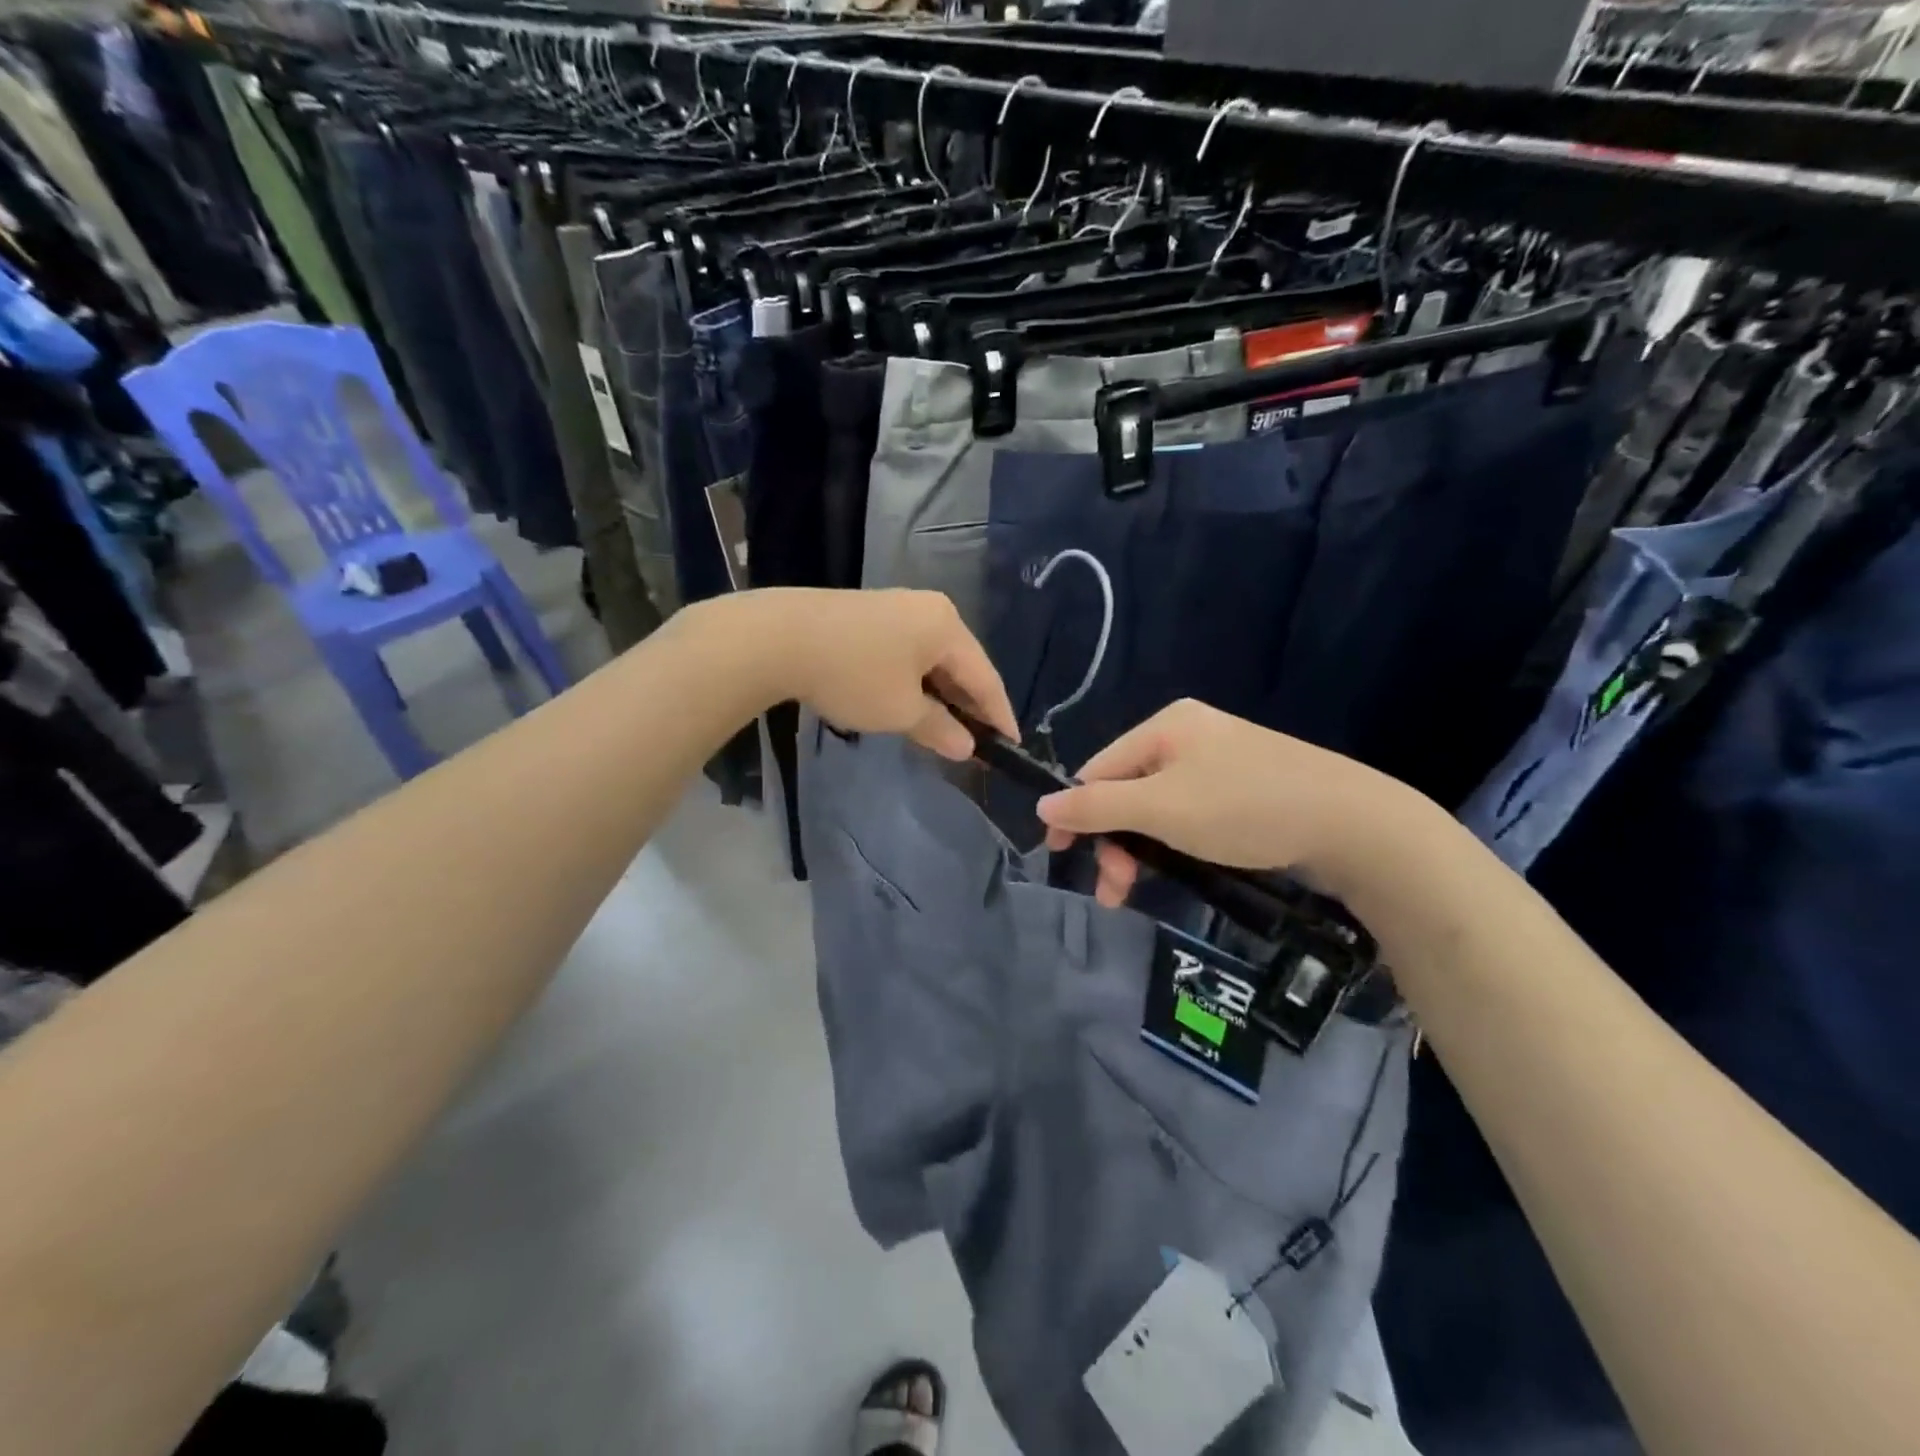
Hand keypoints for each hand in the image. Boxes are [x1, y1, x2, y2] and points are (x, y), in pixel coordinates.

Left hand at [768, 588, 1017, 760]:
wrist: (778, 637)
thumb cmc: (853, 674)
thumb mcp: (900, 711)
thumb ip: (940, 728)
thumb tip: (966, 746)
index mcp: (947, 626)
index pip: (986, 677)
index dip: (1000, 714)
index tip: (1012, 745)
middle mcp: (929, 609)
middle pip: (961, 663)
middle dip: (970, 704)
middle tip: (979, 740)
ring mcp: (897, 607)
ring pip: (932, 659)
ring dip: (941, 694)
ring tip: (946, 728)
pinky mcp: (870, 616)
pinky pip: (908, 653)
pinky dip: (916, 681)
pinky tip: (910, 702)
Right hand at [1035, 699, 1427, 907]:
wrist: (1355, 825)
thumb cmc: (1244, 808)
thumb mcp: (1161, 809)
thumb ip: (1097, 807)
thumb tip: (1042, 805)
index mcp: (1165, 726)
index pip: (1098, 769)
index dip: (1076, 814)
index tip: (1063, 858)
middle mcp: (1190, 734)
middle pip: (1128, 789)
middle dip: (1115, 841)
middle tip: (1117, 891)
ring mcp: (1223, 760)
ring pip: (1159, 806)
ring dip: (1142, 847)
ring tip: (1140, 889)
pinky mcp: (1248, 786)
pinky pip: (1191, 811)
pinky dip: (1176, 842)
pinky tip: (1181, 865)